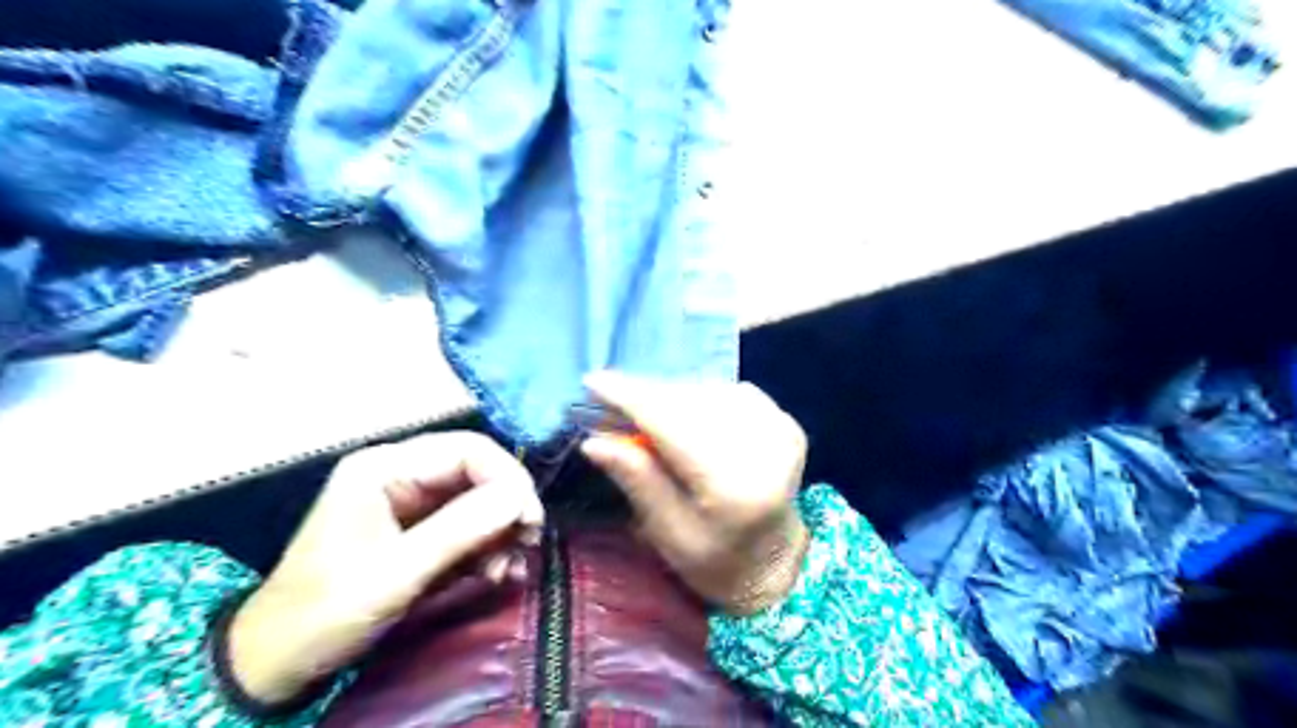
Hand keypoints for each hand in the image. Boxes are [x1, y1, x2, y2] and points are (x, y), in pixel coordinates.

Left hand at [227, 433, 541, 704]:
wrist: (276, 663)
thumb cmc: (325, 612)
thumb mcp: (397, 572)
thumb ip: (461, 529)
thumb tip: (520, 497)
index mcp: (384, 467)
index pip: (467, 449)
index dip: (507, 477)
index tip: (531, 519)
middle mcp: (400, 474)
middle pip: (476, 472)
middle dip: (506, 507)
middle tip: (528, 543)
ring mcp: (408, 501)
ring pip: (477, 499)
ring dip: (500, 532)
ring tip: (508, 568)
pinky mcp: (416, 529)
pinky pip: (466, 525)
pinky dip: (486, 547)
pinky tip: (495, 573)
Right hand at [581, 373, 808, 617]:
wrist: (774, 562)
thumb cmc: (714, 561)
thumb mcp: (668, 535)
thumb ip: (638, 482)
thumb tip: (594, 440)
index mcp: (735, 489)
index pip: (674, 427)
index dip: (632, 398)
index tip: (593, 381)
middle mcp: (765, 451)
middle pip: (691, 403)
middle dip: (645, 395)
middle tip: (608, 398)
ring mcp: (781, 432)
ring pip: (708, 392)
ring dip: (670, 395)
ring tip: (642, 412)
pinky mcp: (786, 423)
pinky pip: (728, 393)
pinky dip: (698, 398)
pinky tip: (683, 416)